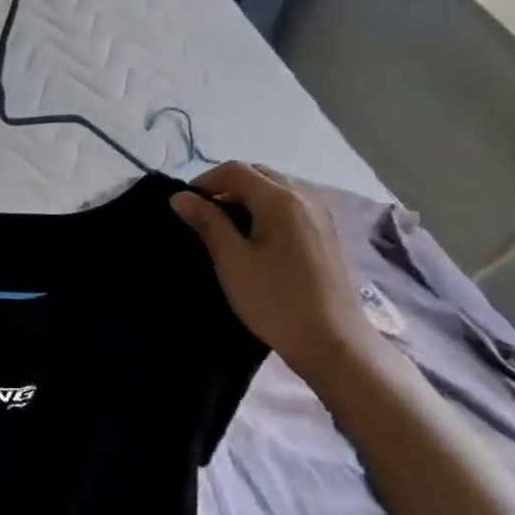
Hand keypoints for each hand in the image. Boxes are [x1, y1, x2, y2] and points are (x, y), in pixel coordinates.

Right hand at [170, 161, 376, 379]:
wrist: (334, 344)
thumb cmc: (276, 301)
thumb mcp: (232, 261)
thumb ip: (207, 222)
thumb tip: (180, 196)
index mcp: (281, 199)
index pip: (234, 170)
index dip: (204, 182)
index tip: (186, 207)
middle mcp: (305, 197)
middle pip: (257, 174)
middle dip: (226, 187)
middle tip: (205, 216)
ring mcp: (321, 215)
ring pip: (275, 189)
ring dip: (247, 198)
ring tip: (228, 229)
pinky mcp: (327, 234)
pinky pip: (290, 206)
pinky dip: (267, 210)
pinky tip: (257, 240)